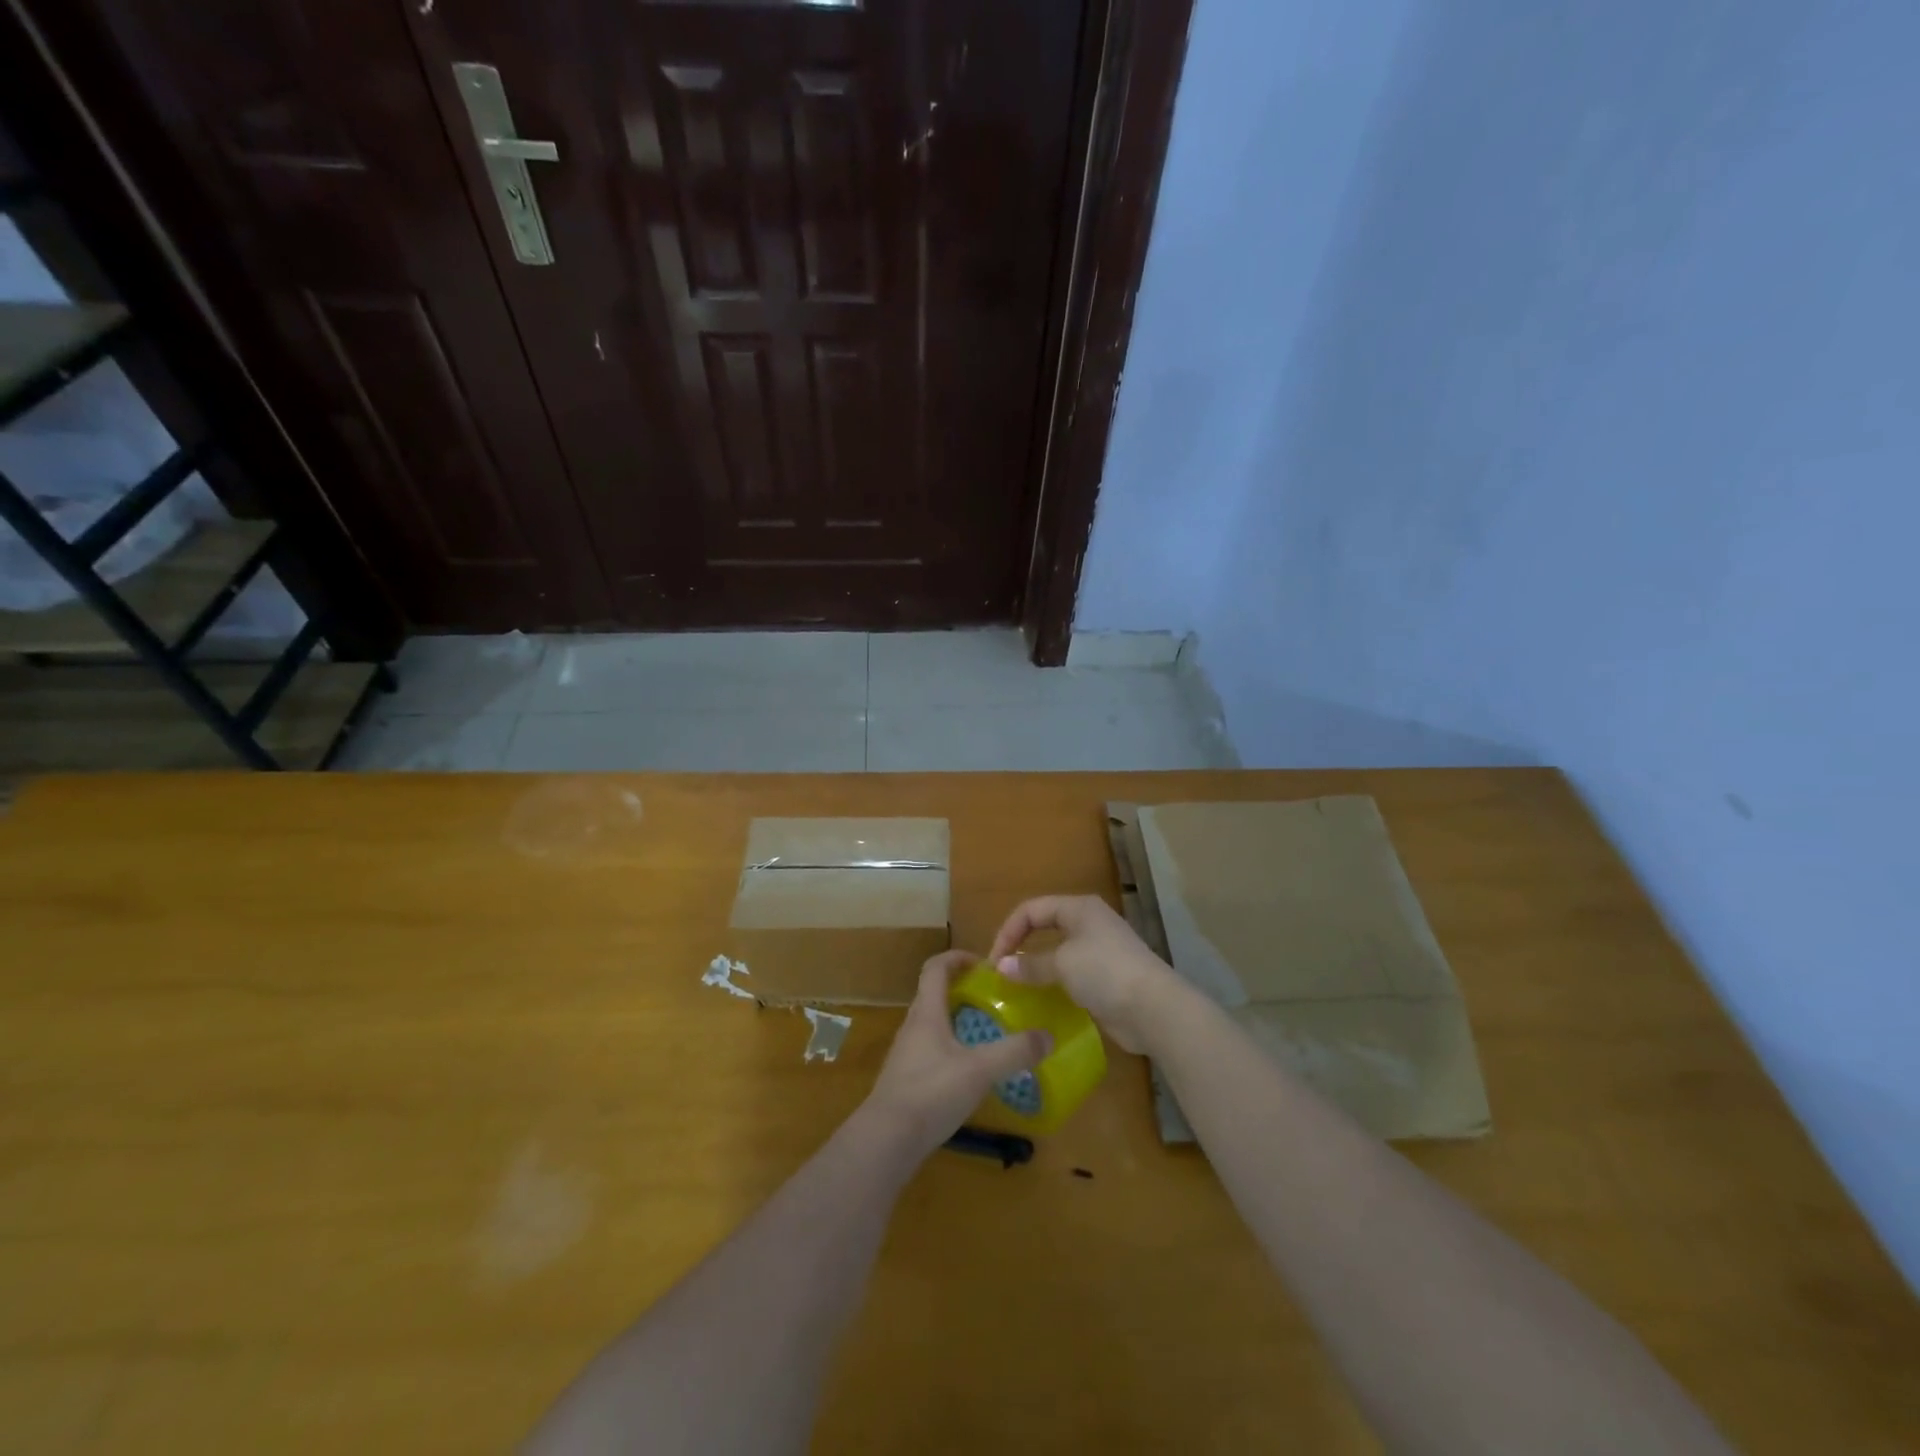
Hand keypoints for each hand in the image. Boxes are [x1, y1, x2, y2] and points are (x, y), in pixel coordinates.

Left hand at [862, 950, 1052, 1157]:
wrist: (886, 1140)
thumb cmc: (931, 1092)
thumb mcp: (980, 1070)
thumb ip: (1014, 1052)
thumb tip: (1048, 1036)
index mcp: (927, 1012)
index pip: (936, 967)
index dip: (957, 957)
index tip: (984, 964)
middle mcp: (913, 1026)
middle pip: (934, 994)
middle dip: (962, 989)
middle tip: (992, 999)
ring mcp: (907, 1054)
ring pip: (932, 1024)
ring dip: (956, 1020)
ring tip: (986, 1033)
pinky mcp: (906, 1079)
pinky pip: (931, 1050)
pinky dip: (951, 1049)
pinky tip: (970, 1072)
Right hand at [988, 895, 1177, 1053]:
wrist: (1154, 1009)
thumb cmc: (1105, 972)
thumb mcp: (1062, 964)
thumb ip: (1030, 964)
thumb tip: (1002, 967)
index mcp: (1079, 908)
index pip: (1031, 910)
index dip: (1009, 931)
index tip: (994, 961)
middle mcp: (1089, 924)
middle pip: (1044, 927)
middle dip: (1021, 947)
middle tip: (1002, 972)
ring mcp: (1099, 951)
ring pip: (1057, 953)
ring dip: (1037, 968)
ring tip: (1018, 988)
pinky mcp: (1105, 978)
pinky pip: (1070, 975)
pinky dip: (1054, 984)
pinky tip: (1042, 1001)